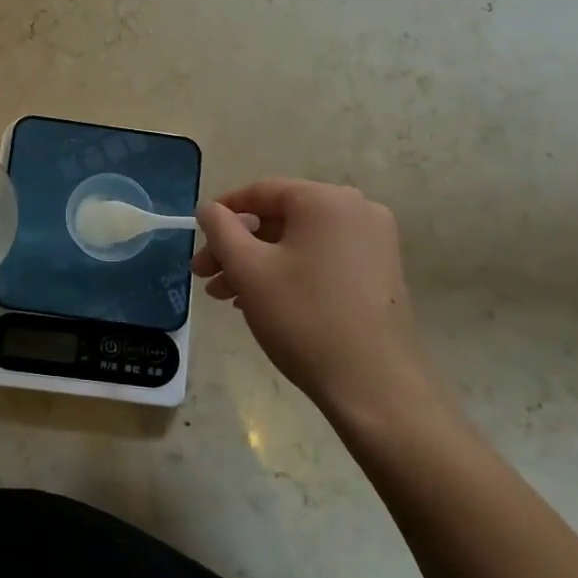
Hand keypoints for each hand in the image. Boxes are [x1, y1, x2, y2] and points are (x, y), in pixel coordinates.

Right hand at [192, 181, 450, 434]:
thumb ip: (221, 229)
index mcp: (325, 200)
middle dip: (236, 247)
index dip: (222, 212)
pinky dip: (289, 273)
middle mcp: (356, 210)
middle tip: (204, 276)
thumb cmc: (303, 317)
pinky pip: (322, 259)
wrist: (374, 386)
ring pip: (298, 242)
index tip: (197, 239)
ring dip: (258, 264)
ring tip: (226, 297)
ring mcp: (374, 242)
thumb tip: (209, 208)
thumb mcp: (248, 269)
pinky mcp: (380, 273)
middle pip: (279, 219)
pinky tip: (263, 303)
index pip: (260, 191)